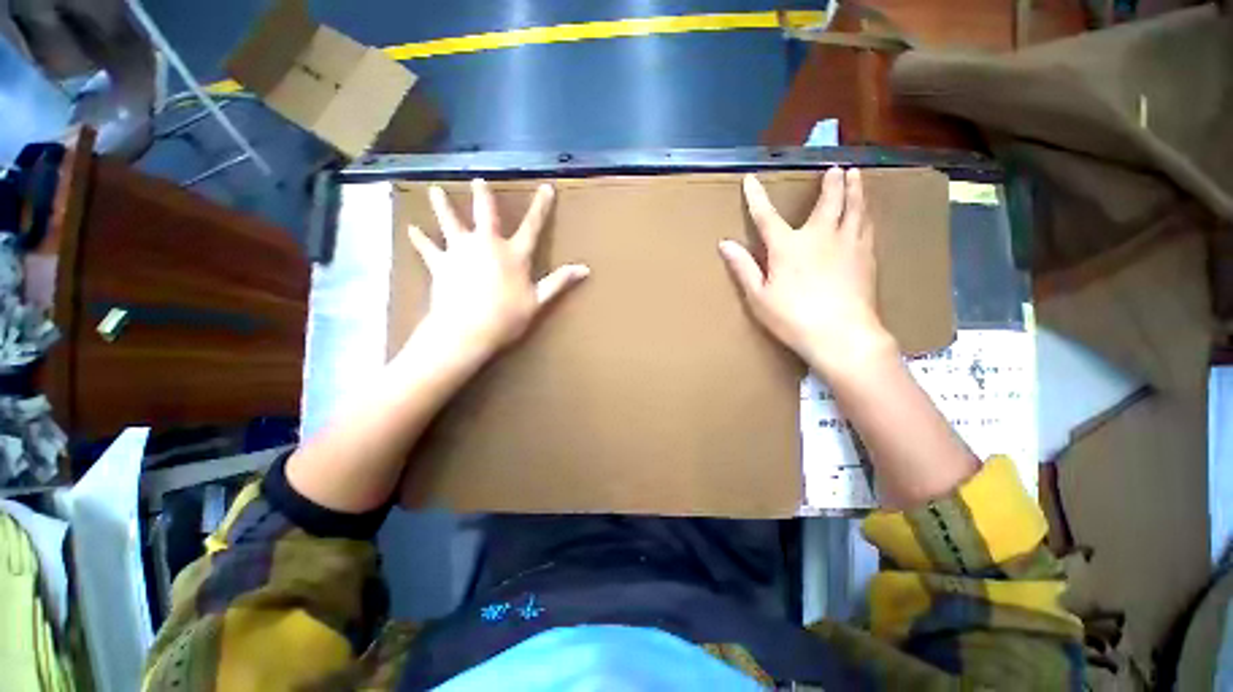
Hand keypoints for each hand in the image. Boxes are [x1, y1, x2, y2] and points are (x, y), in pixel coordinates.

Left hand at [407, 179, 588, 358]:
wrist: (465, 330)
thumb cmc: (504, 318)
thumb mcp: (537, 302)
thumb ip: (558, 282)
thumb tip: (584, 269)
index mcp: (513, 253)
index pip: (532, 225)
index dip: (541, 206)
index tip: (546, 187)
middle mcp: (486, 244)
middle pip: (485, 213)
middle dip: (482, 194)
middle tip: (477, 179)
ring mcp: (460, 251)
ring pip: (451, 222)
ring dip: (442, 205)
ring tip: (434, 189)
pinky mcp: (440, 264)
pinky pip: (427, 248)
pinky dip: (419, 239)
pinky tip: (410, 228)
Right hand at [720, 168, 894, 372]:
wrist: (845, 336)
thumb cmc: (798, 320)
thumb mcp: (761, 299)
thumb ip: (744, 269)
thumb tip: (724, 244)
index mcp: (788, 245)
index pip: (766, 215)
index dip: (756, 196)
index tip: (751, 180)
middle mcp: (820, 235)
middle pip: (828, 201)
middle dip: (831, 182)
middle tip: (836, 167)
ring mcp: (848, 244)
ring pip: (854, 209)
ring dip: (855, 190)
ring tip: (856, 175)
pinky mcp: (867, 258)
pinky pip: (867, 228)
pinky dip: (865, 215)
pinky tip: (867, 213)